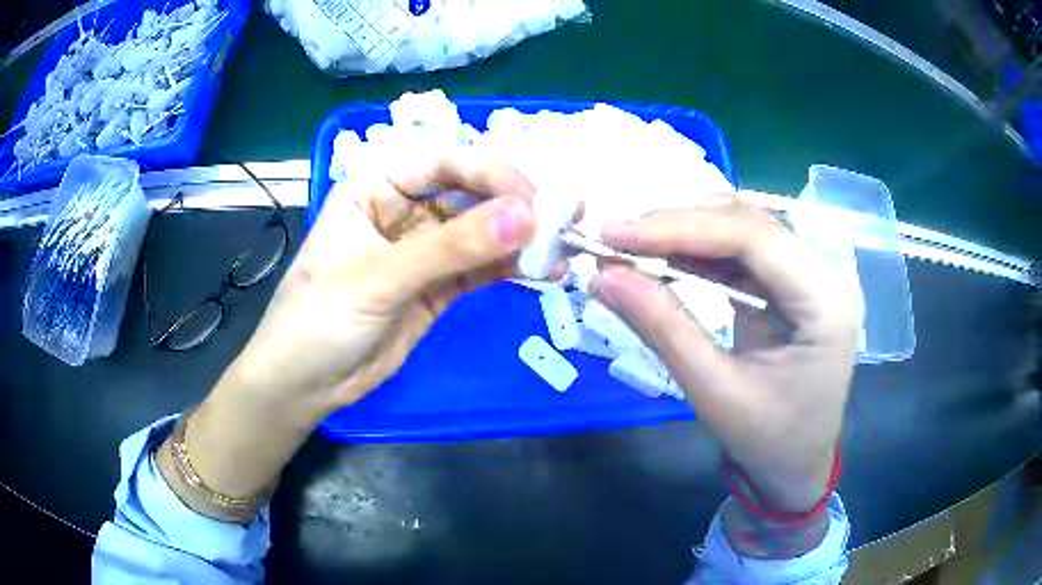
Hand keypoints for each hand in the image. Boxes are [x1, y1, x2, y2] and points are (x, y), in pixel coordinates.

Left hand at [160, 152, 537, 512]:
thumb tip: (526, 217)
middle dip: (511, 205)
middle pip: (466, 193)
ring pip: (478, 232)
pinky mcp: (437, 287)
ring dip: (517, 238)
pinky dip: (508, 267)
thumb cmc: (319, 319)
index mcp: (374, 187)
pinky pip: (478, 268)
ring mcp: (421, 250)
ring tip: (561, 247)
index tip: (530, 196)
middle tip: (558, 221)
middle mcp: (401, 209)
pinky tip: (540, 270)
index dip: (486, 172)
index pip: (440, 162)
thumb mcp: (379, 279)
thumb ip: (452, 248)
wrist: (305, 385)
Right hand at [589, 201, 859, 512]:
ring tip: (629, 245)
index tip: (614, 233)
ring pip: (741, 228)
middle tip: (613, 236)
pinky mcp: (791, 282)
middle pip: (747, 223)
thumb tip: (602, 276)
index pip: (753, 237)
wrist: (796, 463)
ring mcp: (811, 274)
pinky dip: (697, 251)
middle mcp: (826, 273)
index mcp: (825, 302)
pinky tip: (663, 257)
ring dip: (683, 233)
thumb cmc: (768, 440)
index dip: (680, 226)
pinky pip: (741, 251)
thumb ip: (662, 328)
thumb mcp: (714, 392)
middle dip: (677, 224)